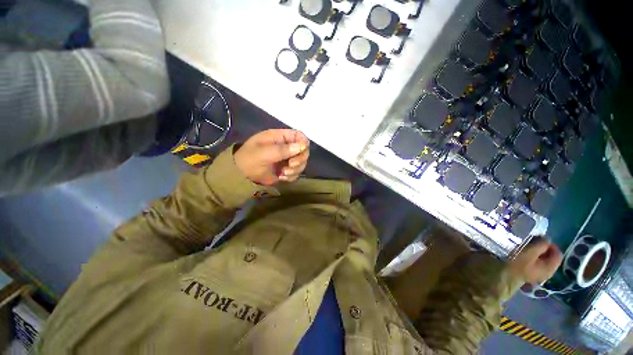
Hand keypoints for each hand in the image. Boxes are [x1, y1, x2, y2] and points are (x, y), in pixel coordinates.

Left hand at [234, 129, 309, 185]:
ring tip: (283, 173)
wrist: (241, 176)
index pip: (299, 136)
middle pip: (304, 150)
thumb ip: (283, 149)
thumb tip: (303, 146)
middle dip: (299, 159)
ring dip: (295, 169)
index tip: (301, 151)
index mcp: (280, 137)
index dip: (304, 143)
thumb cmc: (250, 159)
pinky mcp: (286, 170)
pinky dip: (291, 176)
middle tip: (290, 165)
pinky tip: (282, 177)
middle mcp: (286, 147)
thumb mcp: (264, 153)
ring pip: (301, 163)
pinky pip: (296, 172)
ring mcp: (287, 159)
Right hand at [508, 237, 562, 283]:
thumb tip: (547, 238)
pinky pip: (535, 262)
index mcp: (551, 268)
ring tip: (525, 247)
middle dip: (542, 248)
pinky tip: (522, 254)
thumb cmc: (517, 264)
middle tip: (530, 242)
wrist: (503, 276)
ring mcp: (539, 274)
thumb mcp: (529, 252)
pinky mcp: (530, 273)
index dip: (550, 245)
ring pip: (542, 259)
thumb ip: (541, 244)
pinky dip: (531, 256)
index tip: (538, 239)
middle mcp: (548, 272)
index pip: (558, 253)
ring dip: (535, 252)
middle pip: (550, 256)